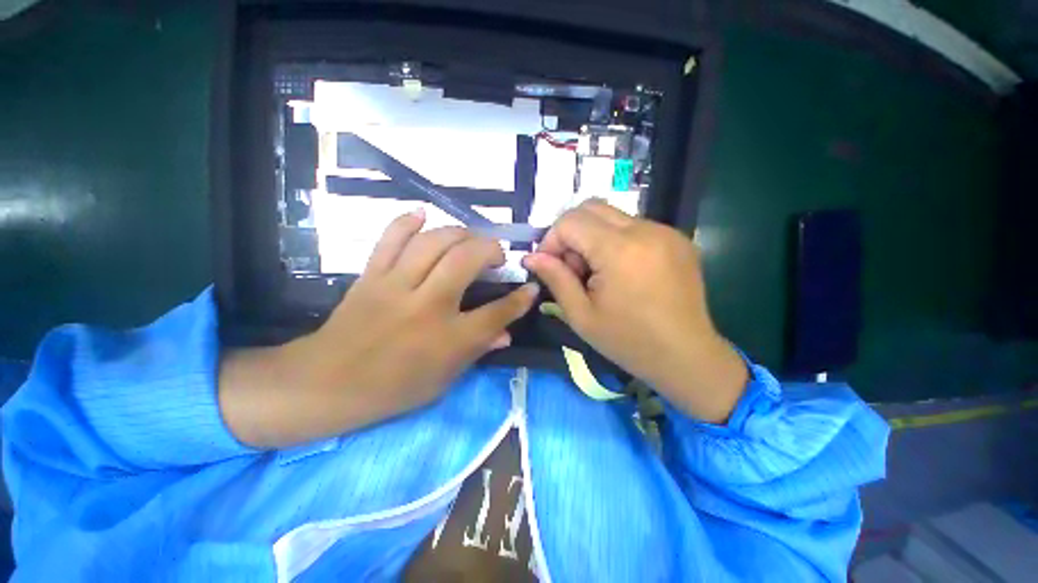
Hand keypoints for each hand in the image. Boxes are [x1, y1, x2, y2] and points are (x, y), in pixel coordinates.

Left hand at [220, 209, 538, 447]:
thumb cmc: (394, 388)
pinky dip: (407, 221)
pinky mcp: (371, 276)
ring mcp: (396, 286)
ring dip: (460, 233)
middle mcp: (427, 306)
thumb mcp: (445, 379)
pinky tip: (423, 214)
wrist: (328, 383)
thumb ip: (478, 350)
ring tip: (470, 239)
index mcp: (449, 340)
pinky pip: (390, 238)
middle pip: (467, 260)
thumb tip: (506, 333)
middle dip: (491, 249)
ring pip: (434, 242)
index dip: (520, 299)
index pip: (497, 313)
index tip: (531, 287)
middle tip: (497, 255)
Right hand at [523, 200, 747, 422]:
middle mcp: (645, 230)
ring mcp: (666, 232)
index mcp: (620, 250)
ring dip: (593, 237)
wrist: (687, 356)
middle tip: (572, 267)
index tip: (549, 265)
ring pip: (612, 216)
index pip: (570, 221)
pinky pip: (634, 226)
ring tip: (596, 272)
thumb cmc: (629, 341)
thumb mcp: (581, 315)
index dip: (551, 240)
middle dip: (571, 233)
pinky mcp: (677, 239)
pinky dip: (616, 240)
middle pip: (591, 207)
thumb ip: (555, 279)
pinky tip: (620, 271)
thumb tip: (531, 257)